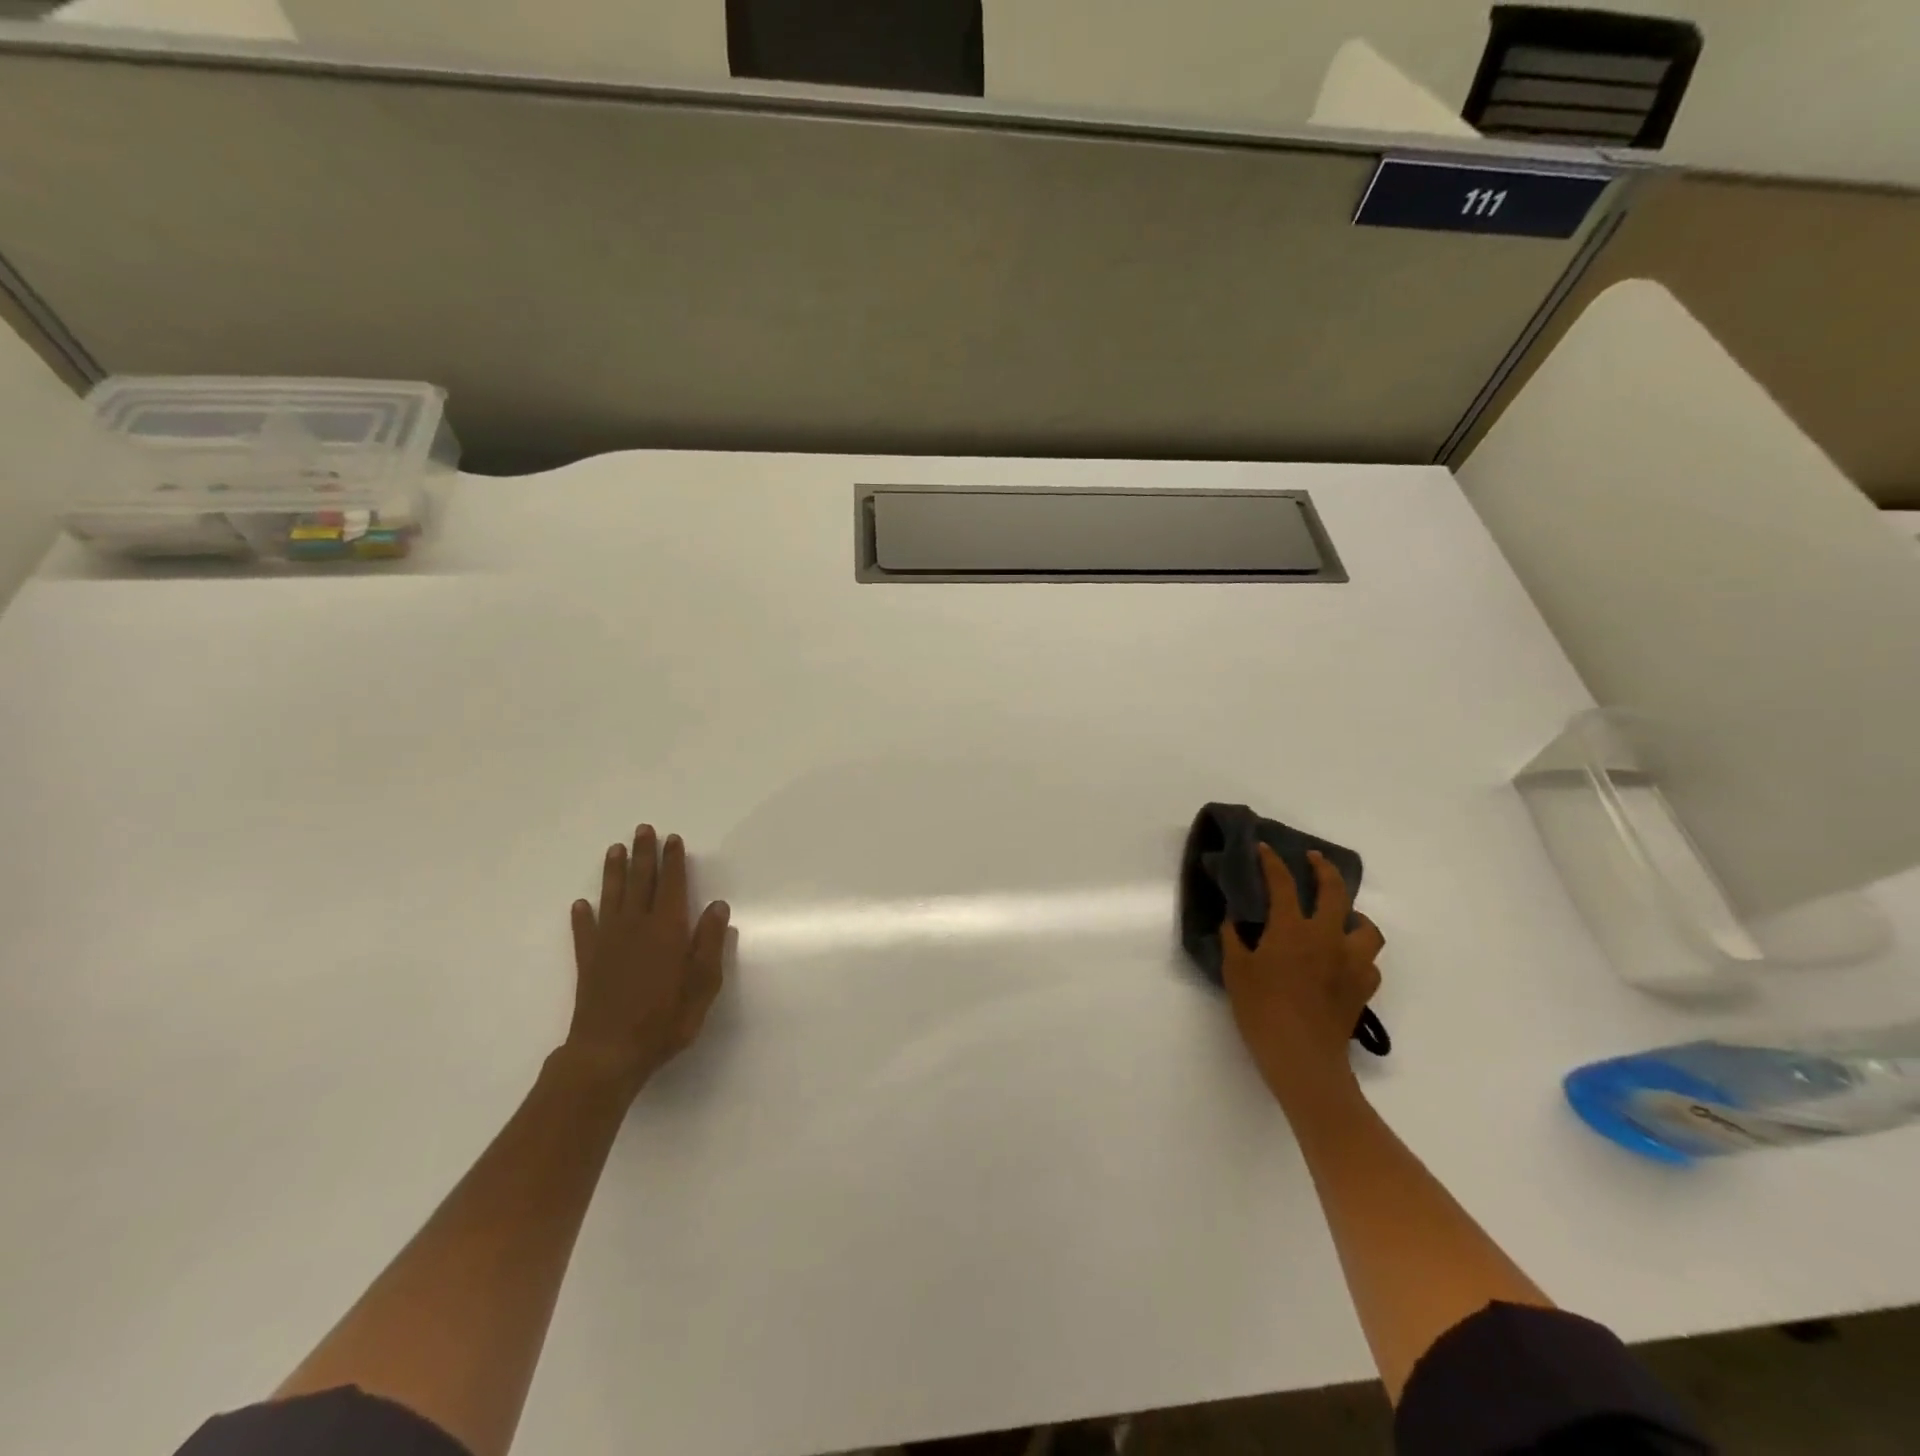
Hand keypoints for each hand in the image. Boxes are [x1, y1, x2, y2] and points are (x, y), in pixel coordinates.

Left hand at [560, 825, 730, 1098]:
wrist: (608, 1054)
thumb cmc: (664, 1021)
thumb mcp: (702, 985)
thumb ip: (709, 944)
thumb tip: (717, 906)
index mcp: (667, 931)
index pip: (672, 886)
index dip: (673, 862)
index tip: (673, 839)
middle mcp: (636, 928)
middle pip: (640, 883)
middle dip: (644, 855)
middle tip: (643, 830)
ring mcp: (608, 943)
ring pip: (612, 898)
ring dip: (614, 872)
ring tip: (615, 849)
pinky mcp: (588, 961)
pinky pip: (585, 931)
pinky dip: (583, 916)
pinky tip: (582, 904)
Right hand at [1222, 846, 1383, 1111]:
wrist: (1302, 1057)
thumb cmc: (1261, 1010)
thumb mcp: (1235, 971)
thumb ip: (1234, 940)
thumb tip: (1235, 921)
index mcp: (1292, 928)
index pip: (1283, 884)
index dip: (1272, 862)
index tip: (1264, 848)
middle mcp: (1327, 936)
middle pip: (1335, 891)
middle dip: (1324, 869)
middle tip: (1315, 860)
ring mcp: (1351, 962)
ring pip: (1366, 927)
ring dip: (1354, 916)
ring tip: (1341, 917)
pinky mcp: (1363, 987)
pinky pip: (1368, 962)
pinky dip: (1358, 955)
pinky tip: (1343, 961)